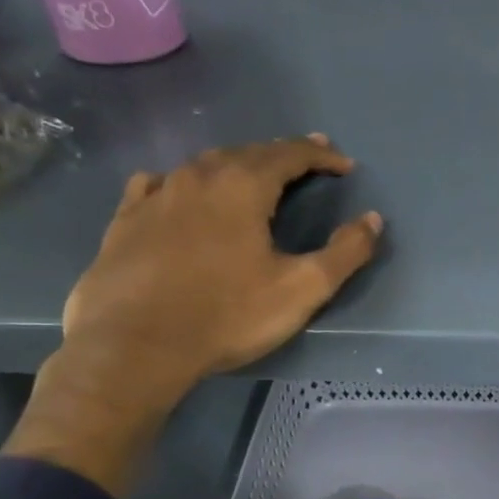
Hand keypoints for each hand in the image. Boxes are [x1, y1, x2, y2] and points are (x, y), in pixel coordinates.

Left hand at [61, 136, 381, 398]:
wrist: (134, 347)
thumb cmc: (227, 315)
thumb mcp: (302, 289)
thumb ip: (345, 252)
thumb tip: (372, 220)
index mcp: (243, 187)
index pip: (290, 155)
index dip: (321, 156)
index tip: (344, 165)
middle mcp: (198, 177)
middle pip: (248, 152)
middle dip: (282, 154)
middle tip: (307, 159)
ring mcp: (156, 196)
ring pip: (203, 165)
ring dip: (236, 165)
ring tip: (253, 175)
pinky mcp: (125, 220)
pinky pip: (157, 184)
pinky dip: (183, 182)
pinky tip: (180, 193)